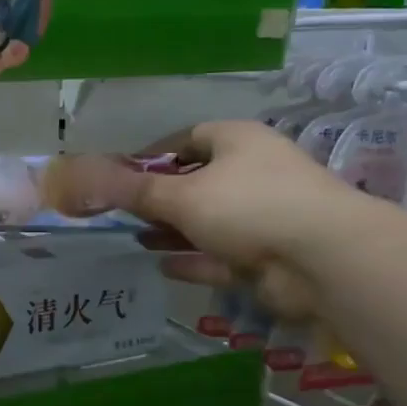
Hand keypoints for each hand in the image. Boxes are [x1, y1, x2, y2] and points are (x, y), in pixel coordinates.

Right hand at [46, 121, 365, 316]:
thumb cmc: (248, 206)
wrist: (322, 259)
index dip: (152, 155)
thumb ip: (134, 191)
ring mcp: (262, 216)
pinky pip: (221, 255)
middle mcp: (252, 173)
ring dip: (173, 231)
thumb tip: (84, 176)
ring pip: (207, 222)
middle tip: (122, 213)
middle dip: (159, 198)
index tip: (120, 176)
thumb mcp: (182, 195)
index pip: (187, 138)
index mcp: (236, 141)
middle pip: (196, 182)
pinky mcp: (267, 256)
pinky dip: (193, 260)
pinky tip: (161, 267)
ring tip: (135, 239)